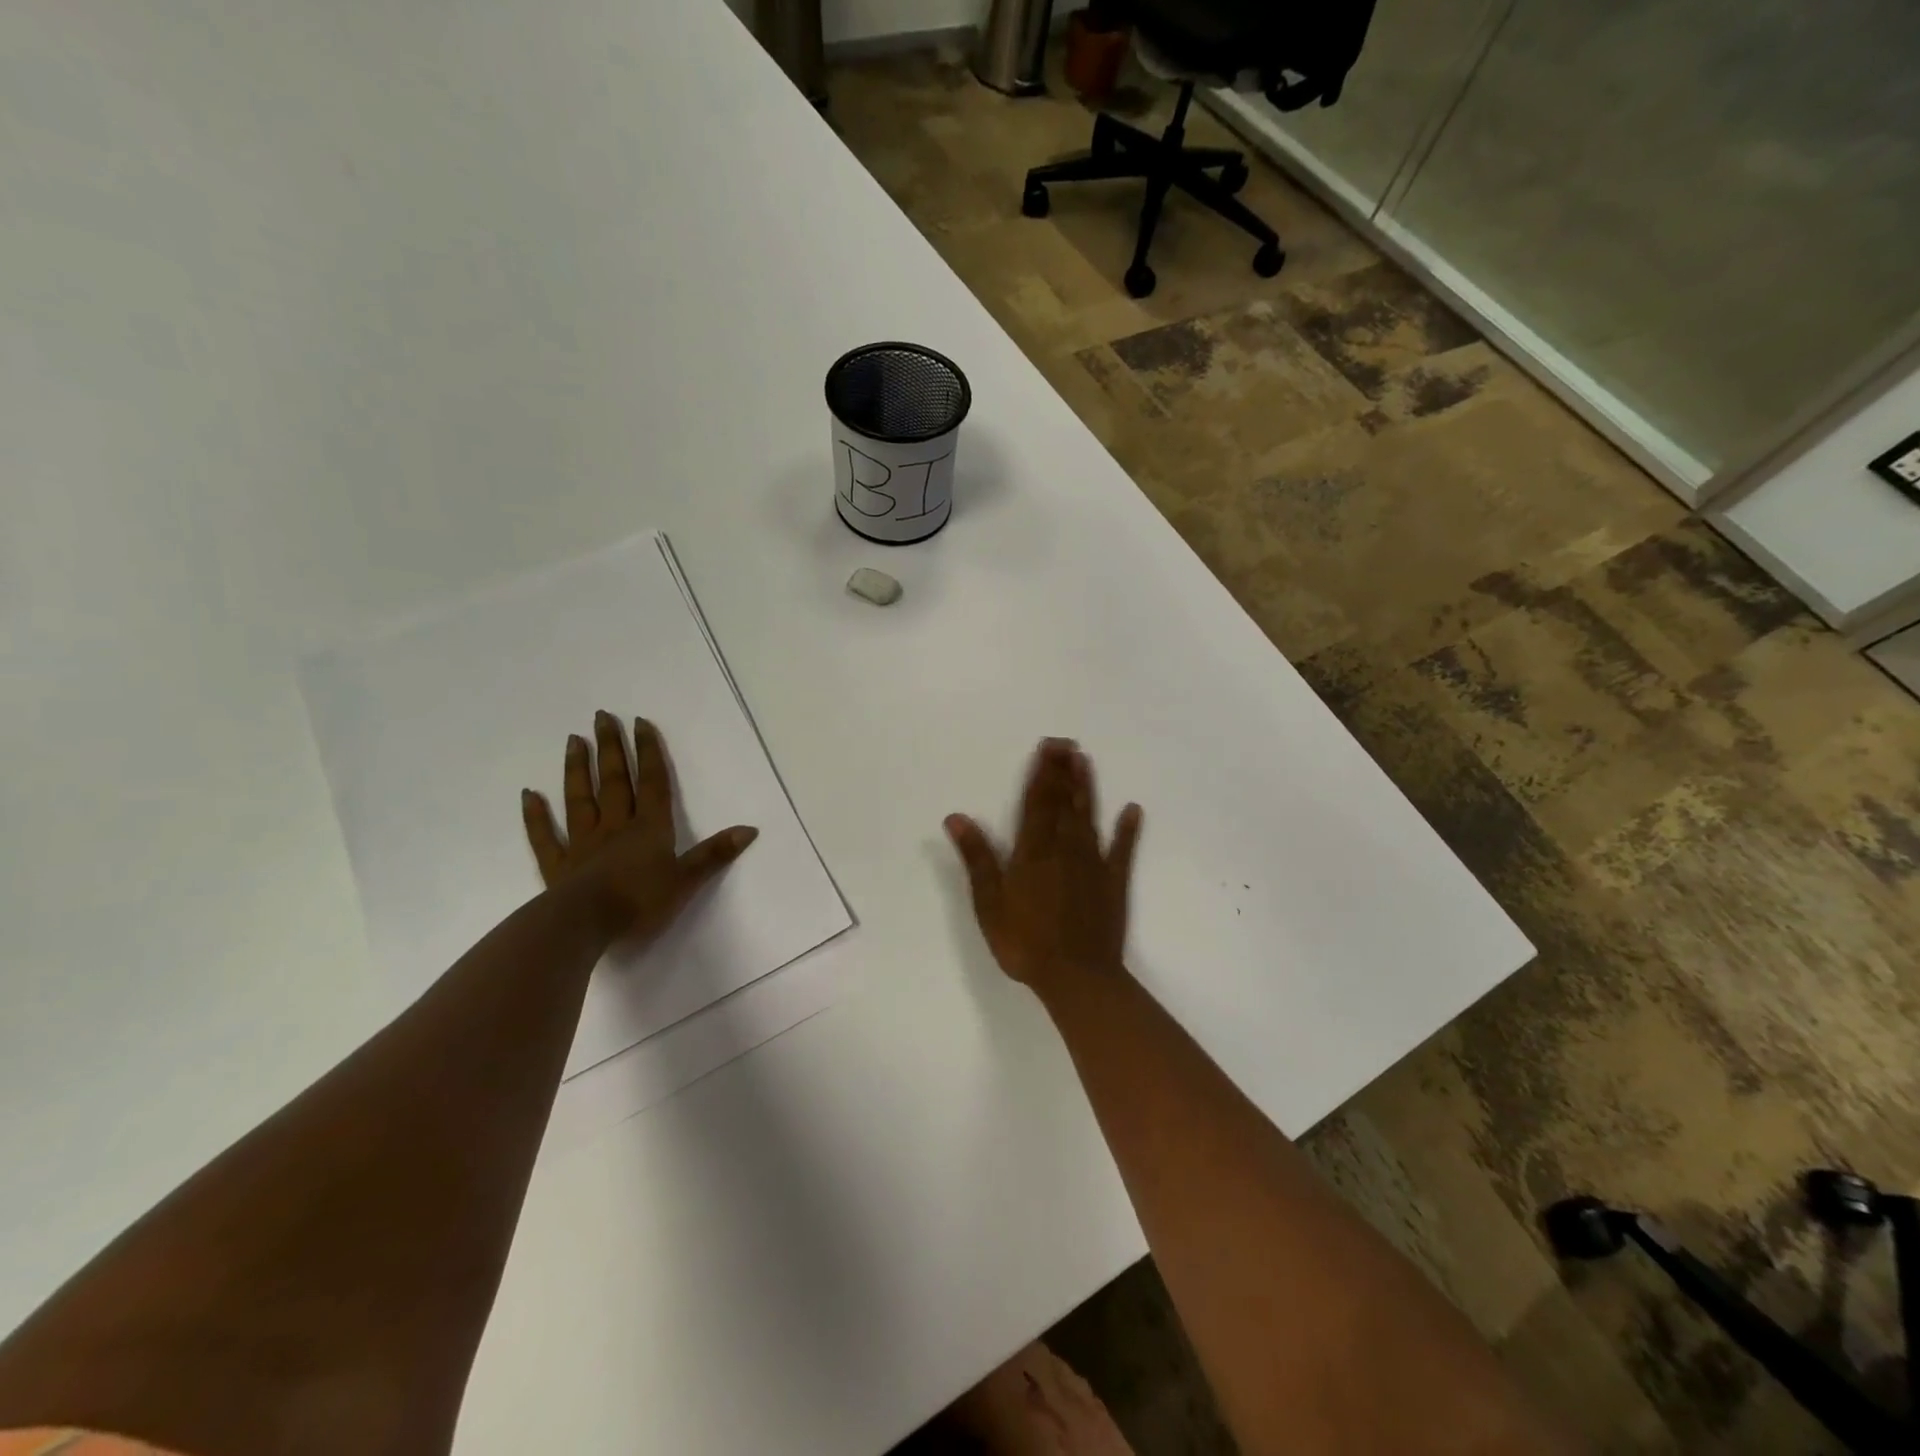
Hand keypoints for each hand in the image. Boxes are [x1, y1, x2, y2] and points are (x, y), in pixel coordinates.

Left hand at [522, 710, 757, 947]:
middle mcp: (615, 827)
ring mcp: (583, 844)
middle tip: (601, 716)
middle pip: (614, 782)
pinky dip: (536, 815)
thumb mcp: (686, 880)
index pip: (652, 784)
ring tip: (574, 740)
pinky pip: (546, 836)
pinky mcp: (557, 866)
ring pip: (580, 799)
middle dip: (611, 749)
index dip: (649, 753)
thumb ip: (714, 854)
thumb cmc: (640, 902)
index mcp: (649, 829)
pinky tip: (529, 795)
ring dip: (577, 769)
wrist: (585, 925)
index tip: (640, 722)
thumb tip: (750, 829)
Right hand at [944, 738, 1141, 992]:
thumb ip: (977, 858)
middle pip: (1063, 803)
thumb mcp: (989, 903)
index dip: (1042, 774)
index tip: (1048, 747)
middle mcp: (1064, 848)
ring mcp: (1092, 864)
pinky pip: (1122, 850)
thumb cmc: (1025, 942)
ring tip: (1086, 761)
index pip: (1037, 803)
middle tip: (1067, 743)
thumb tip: (956, 817)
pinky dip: (1128, 830)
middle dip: (1063, 771)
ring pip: (1089, 817)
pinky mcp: (1113, 882)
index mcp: (1033, 852)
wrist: (1076, 977)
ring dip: (1087, 789)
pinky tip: (1132, 810)